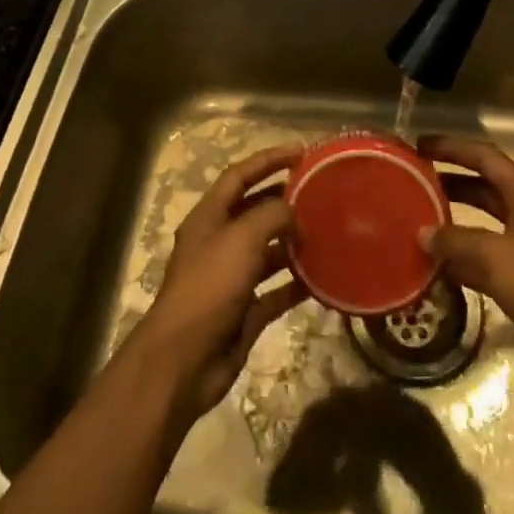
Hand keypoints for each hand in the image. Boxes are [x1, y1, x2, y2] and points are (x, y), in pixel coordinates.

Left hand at [128, 146, 308, 421]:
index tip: (302, 152)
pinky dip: (297, 284)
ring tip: (328, 233)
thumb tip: (293, 210)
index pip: (240, 176)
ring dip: (294, 242)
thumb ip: (271, 215)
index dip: (269, 160)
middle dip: (285, 201)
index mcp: (209, 218)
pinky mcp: (245, 311)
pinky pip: (276, 290)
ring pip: (268, 251)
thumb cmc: (209, 287)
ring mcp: (231, 279)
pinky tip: (323, 279)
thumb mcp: (241, 239)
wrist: (185, 360)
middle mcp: (219, 243)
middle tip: (322, 193)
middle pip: (255, 211)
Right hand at [424, 137, 513, 400]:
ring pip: (482, 224)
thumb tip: (422, 233)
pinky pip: (485, 259)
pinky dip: (461, 258)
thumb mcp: (495, 257)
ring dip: (452, 222)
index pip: (485, 158)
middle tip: (412, 181)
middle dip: (449, 182)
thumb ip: (456, 241)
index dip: (453, 147)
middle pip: (483, 188)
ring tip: (416, 220)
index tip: (420, 145)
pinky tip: (433, 265)